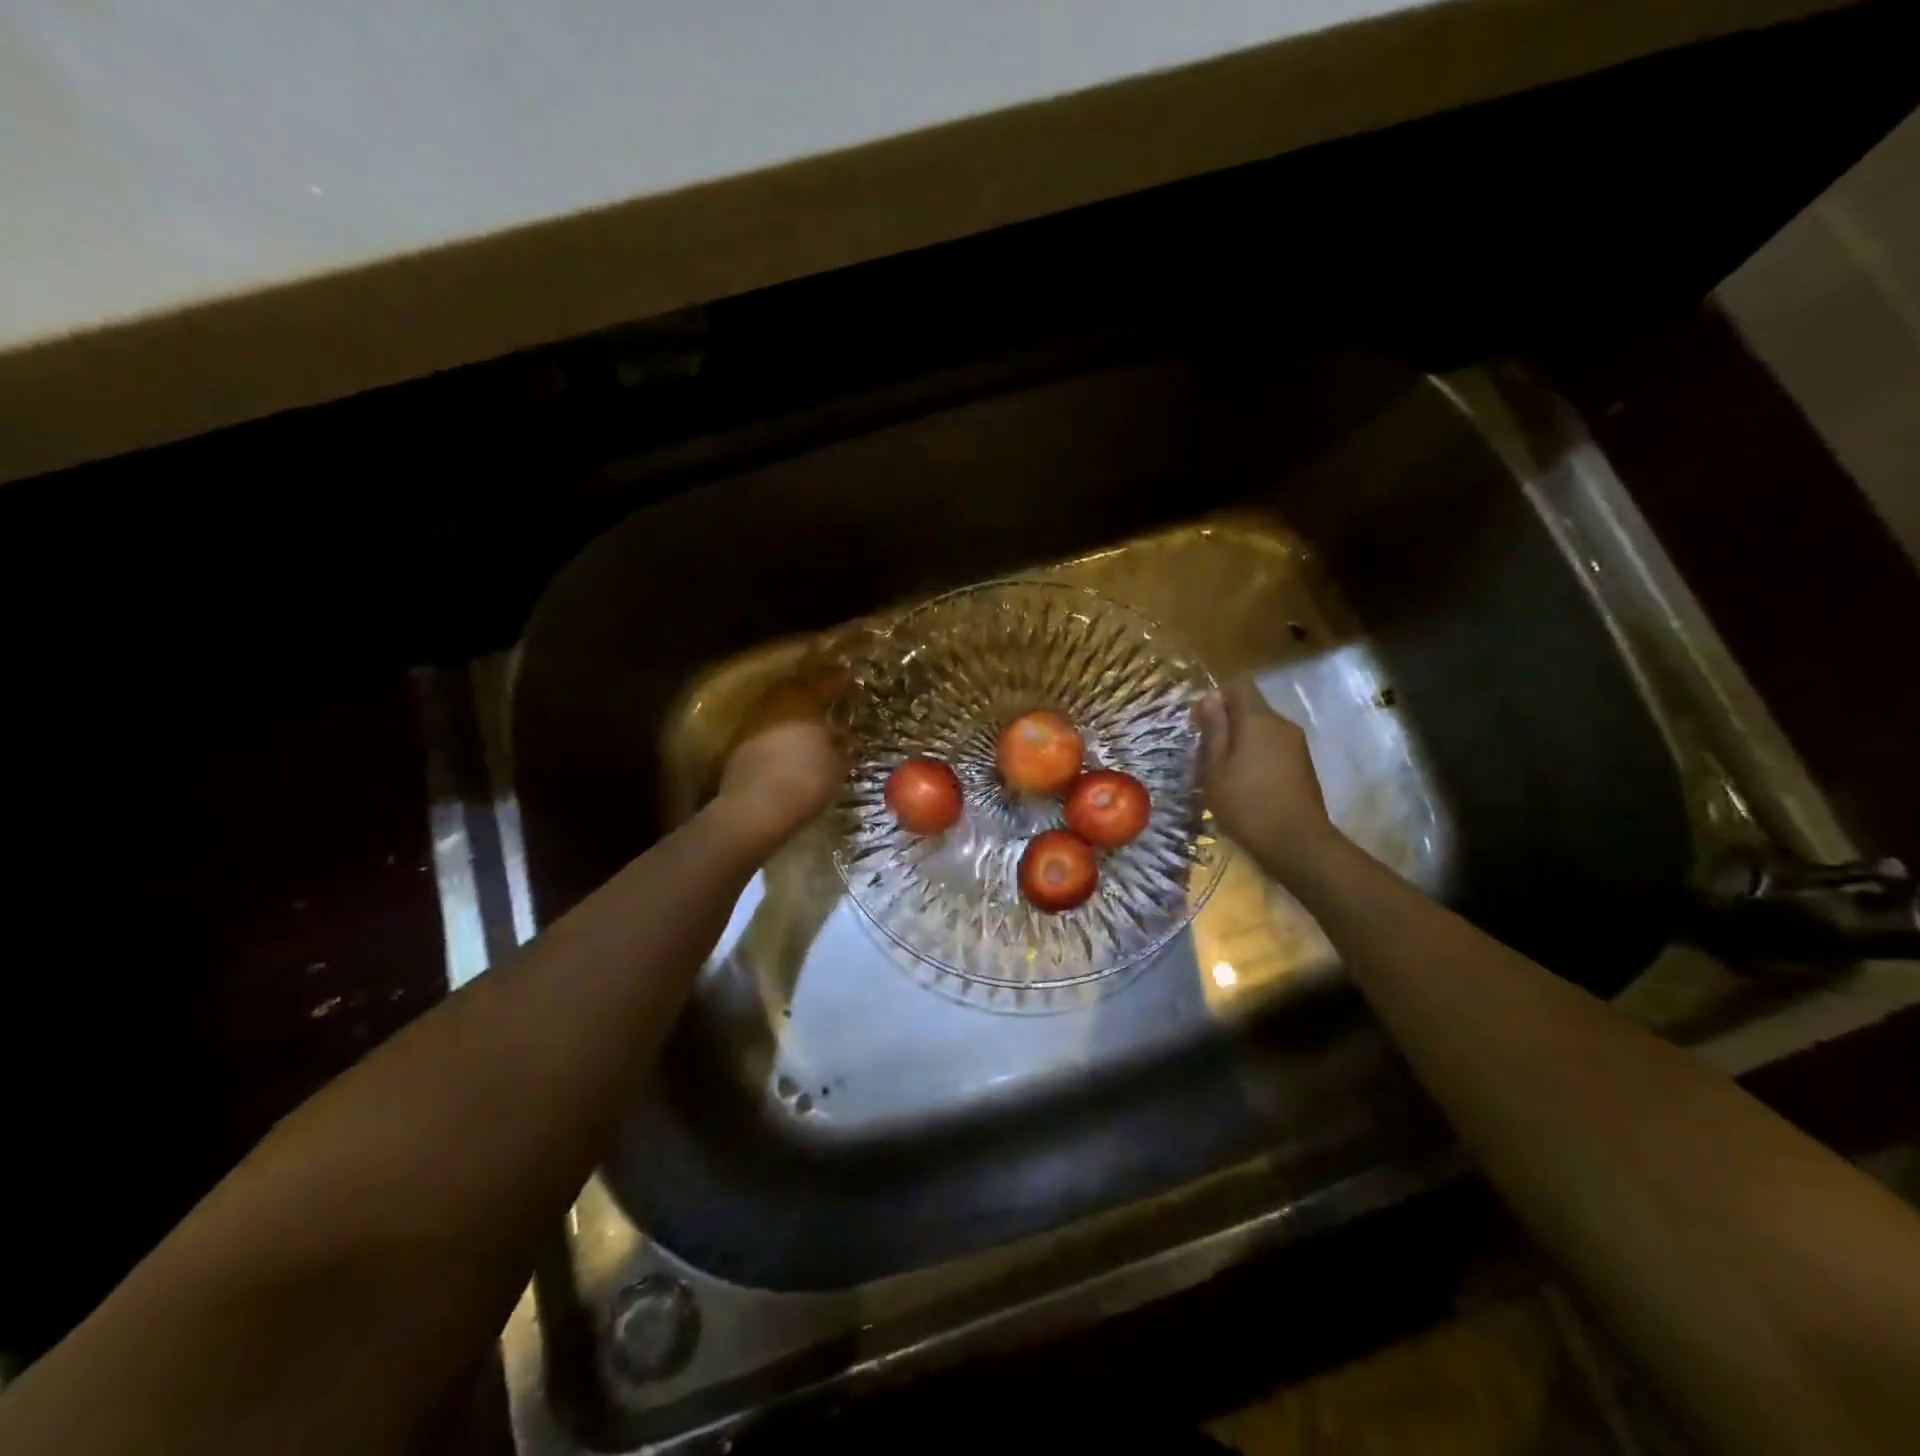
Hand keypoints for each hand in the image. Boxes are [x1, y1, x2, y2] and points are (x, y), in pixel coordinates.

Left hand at [714, 660, 848, 850]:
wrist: (756, 808)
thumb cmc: (806, 780)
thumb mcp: (837, 765)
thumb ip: (840, 747)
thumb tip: (842, 738)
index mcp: (803, 702)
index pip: (823, 681)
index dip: (836, 678)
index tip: (847, 674)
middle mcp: (775, 705)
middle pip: (793, 689)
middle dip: (810, 690)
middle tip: (825, 694)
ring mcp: (753, 724)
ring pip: (776, 708)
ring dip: (791, 712)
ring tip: (808, 720)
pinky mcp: (739, 746)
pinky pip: (765, 729)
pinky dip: (778, 731)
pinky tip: (788, 742)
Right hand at [1196, 677, 1340, 876]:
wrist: (1296, 842)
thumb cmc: (1245, 802)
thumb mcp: (1214, 767)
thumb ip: (1214, 729)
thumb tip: (1211, 698)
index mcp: (1258, 718)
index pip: (1239, 686)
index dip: (1216, 697)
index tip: (1199, 723)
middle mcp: (1282, 724)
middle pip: (1251, 708)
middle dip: (1227, 722)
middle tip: (1205, 753)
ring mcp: (1297, 745)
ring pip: (1263, 730)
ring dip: (1242, 742)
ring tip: (1223, 772)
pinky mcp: (1304, 766)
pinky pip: (1274, 748)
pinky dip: (1257, 757)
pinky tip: (1246, 784)